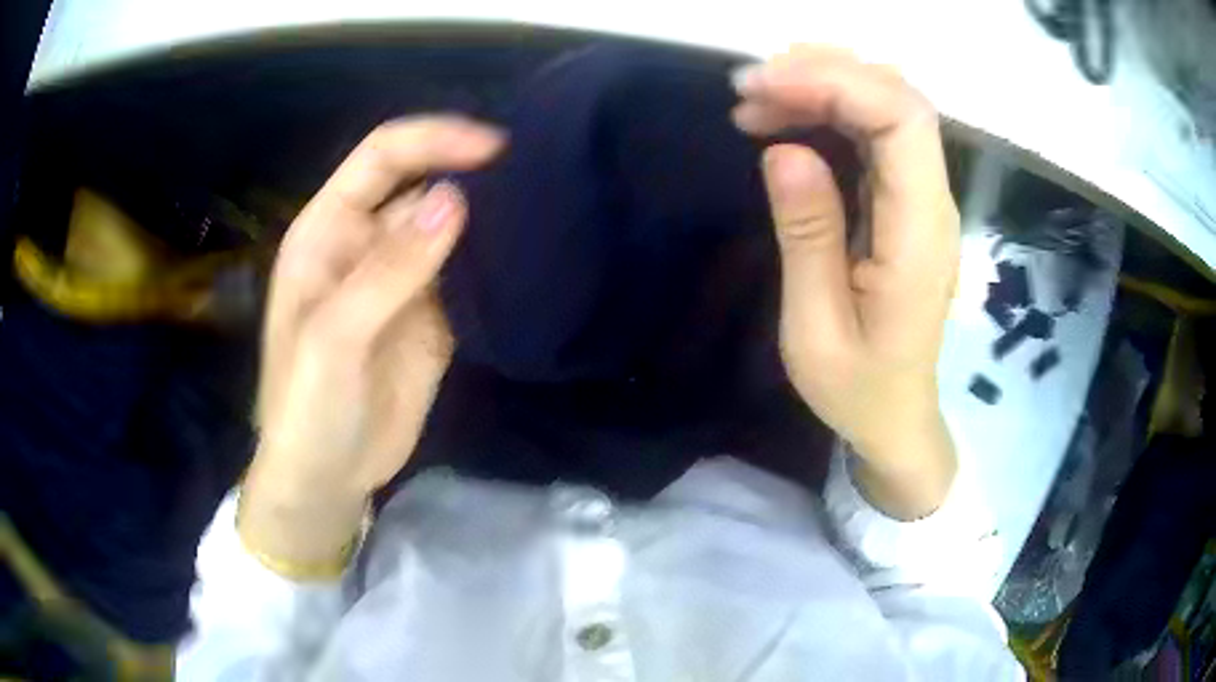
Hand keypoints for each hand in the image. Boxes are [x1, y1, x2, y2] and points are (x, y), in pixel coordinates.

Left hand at [241, 116, 503, 571]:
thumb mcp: (336, 338)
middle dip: (472, 173)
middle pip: (422, 185)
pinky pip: (467, 273)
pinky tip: (529, 256)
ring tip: (544, 208)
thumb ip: (390, 270)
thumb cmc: (308, 407)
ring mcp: (401, 278)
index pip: (382, 158)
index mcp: (328, 231)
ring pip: (450, 227)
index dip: (433, 141)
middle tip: (535, 176)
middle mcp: (365, 243)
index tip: (496, 147)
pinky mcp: (432, 314)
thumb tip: (455, 199)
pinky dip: (495, 262)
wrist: (330, 475)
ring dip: (490, 217)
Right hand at [733, 47, 959, 517]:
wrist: (897, 416)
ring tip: (757, 100)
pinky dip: (829, 111)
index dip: (834, 83)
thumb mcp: (815, 327)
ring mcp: (923, 198)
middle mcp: (932, 202)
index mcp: (919, 233)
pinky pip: (876, 132)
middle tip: (749, 89)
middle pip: (897, 98)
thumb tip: (783, 149)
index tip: (760, 90)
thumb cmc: (857, 388)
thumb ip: (807, 235)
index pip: (900, 119)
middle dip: (823, 73)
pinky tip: (785, 121)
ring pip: (887, 106)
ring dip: (823, 86)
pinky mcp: (907, 201)